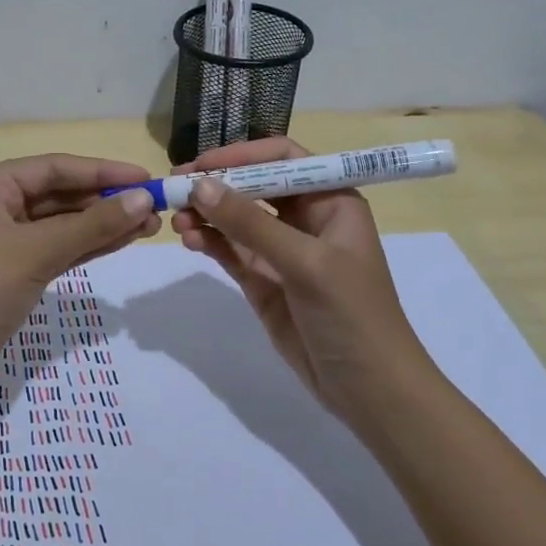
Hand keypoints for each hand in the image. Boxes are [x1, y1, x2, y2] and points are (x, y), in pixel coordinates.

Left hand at [0, 154, 160, 386]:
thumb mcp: (35, 252)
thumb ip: (91, 225)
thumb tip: (143, 200)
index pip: (54, 167)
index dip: (102, 171)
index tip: (146, 178)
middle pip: (58, 194)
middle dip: (105, 199)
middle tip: (155, 208)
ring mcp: (1, 242)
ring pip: (60, 224)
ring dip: (101, 224)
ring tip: (149, 226)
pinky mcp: (10, 273)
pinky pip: (55, 249)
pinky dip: (86, 246)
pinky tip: (121, 242)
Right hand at [170, 137, 420, 420]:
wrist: (369, 390)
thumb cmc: (353, 315)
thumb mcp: (306, 263)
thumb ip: (252, 225)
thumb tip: (200, 186)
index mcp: (332, 201)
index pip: (283, 159)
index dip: (242, 156)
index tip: (202, 164)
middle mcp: (306, 219)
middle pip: (254, 186)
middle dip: (216, 185)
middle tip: (175, 188)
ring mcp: (283, 251)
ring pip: (237, 219)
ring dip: (207, 215)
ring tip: (176, 219)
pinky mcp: (264, 281)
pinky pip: (231, 251)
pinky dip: (209, 242)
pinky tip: (188, 239)